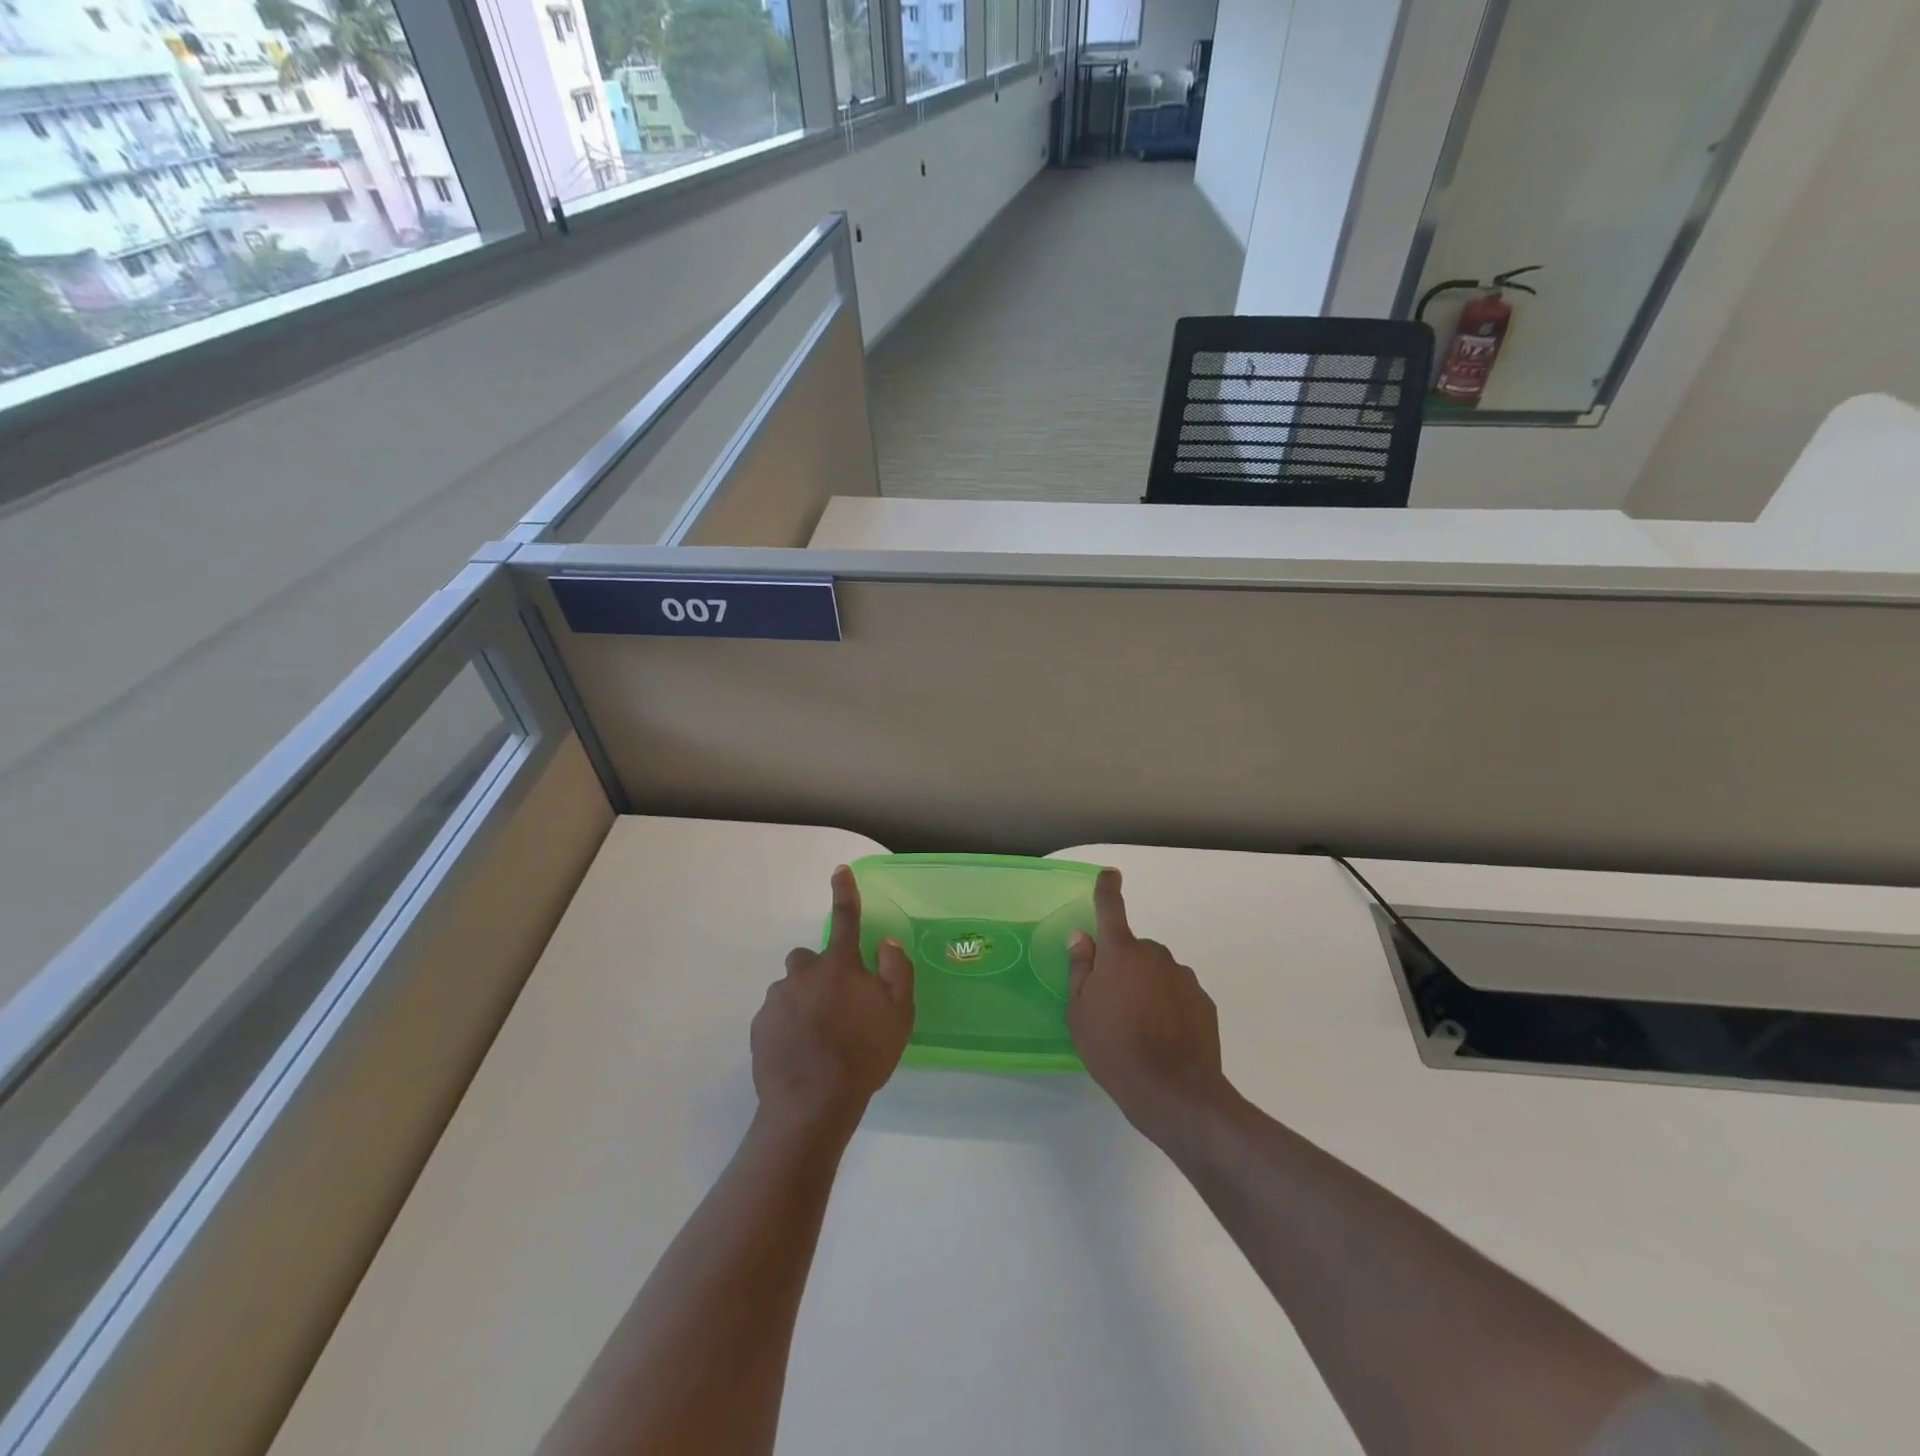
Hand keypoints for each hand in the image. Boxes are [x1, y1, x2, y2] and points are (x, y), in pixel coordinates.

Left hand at [755, 866, 914, 1131]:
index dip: (844, 892)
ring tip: (820, 1039)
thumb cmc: (863, 1055)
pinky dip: (789, 1026)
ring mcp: (777, 1000)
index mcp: (839, 965)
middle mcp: (803, 973)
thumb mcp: (898, 1013)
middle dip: (821, 972)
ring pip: (793, 989)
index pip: (845, 918)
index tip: (840, 871)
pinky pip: (777, 1016)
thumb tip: (885, 943)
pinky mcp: (760, 1027)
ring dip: (805, 1002)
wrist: (811, 1104)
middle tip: (837, 1005)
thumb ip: (895, 971)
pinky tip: (802, 1053)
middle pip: (810, 959)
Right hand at [1066, 868, 1232, 1145]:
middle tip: (1112, 1004)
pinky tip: (1163, 1038)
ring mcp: (1183, 977)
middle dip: (1124, 967)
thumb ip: (1080, 969)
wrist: (1175, 1092)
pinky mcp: (1204, 1002)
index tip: (1110, 874)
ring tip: (1139, 1029)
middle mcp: (1155, 955)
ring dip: (1147, 988)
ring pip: (1157, 973)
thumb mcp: (1080, 1011)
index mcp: (1121, 952)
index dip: (1108, 889)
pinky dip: (1169, 1007)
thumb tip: (1082, 937)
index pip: (1110, 909)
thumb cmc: (1114, 1048)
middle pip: (1134, 950)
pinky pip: (1178, 994)